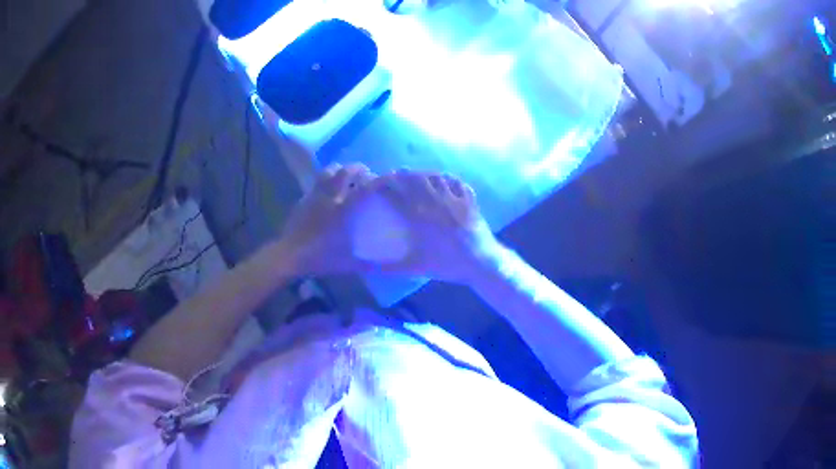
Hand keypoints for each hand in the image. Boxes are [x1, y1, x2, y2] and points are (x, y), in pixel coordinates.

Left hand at [281, 163, 375, 274]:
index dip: (378, 181)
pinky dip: (325, 181)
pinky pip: (316, 183)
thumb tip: (381, 266)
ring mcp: (314, 196)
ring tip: (345, 175)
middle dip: (358, 169)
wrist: (288, 256)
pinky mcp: (303, 199)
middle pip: (345, 172)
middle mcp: (330, 198)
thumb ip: (365, 264)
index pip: (364, 190)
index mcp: (342, 211)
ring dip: (339, 169)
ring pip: (327, 172)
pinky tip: (327, 189)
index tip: (388, 177)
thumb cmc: (319, 258)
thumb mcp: (346, 264)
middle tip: (366, 174)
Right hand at [373, 170, 497, 282]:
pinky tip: (441, 179)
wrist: (482, 263)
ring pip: (434, 176)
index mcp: (420, 218)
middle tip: (392, 178)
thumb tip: (367, 269)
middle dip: (400, 176)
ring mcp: (454, 198)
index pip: (396, 194)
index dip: (382, 186)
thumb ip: (390, 268)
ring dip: (421, 174)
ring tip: (414, 177)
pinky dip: (445, 177)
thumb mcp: (416, 267)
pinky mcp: (469, 199)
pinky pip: (455, 181)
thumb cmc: (448, 265)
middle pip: (414, 179)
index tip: (374, 185)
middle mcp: (435, 202)